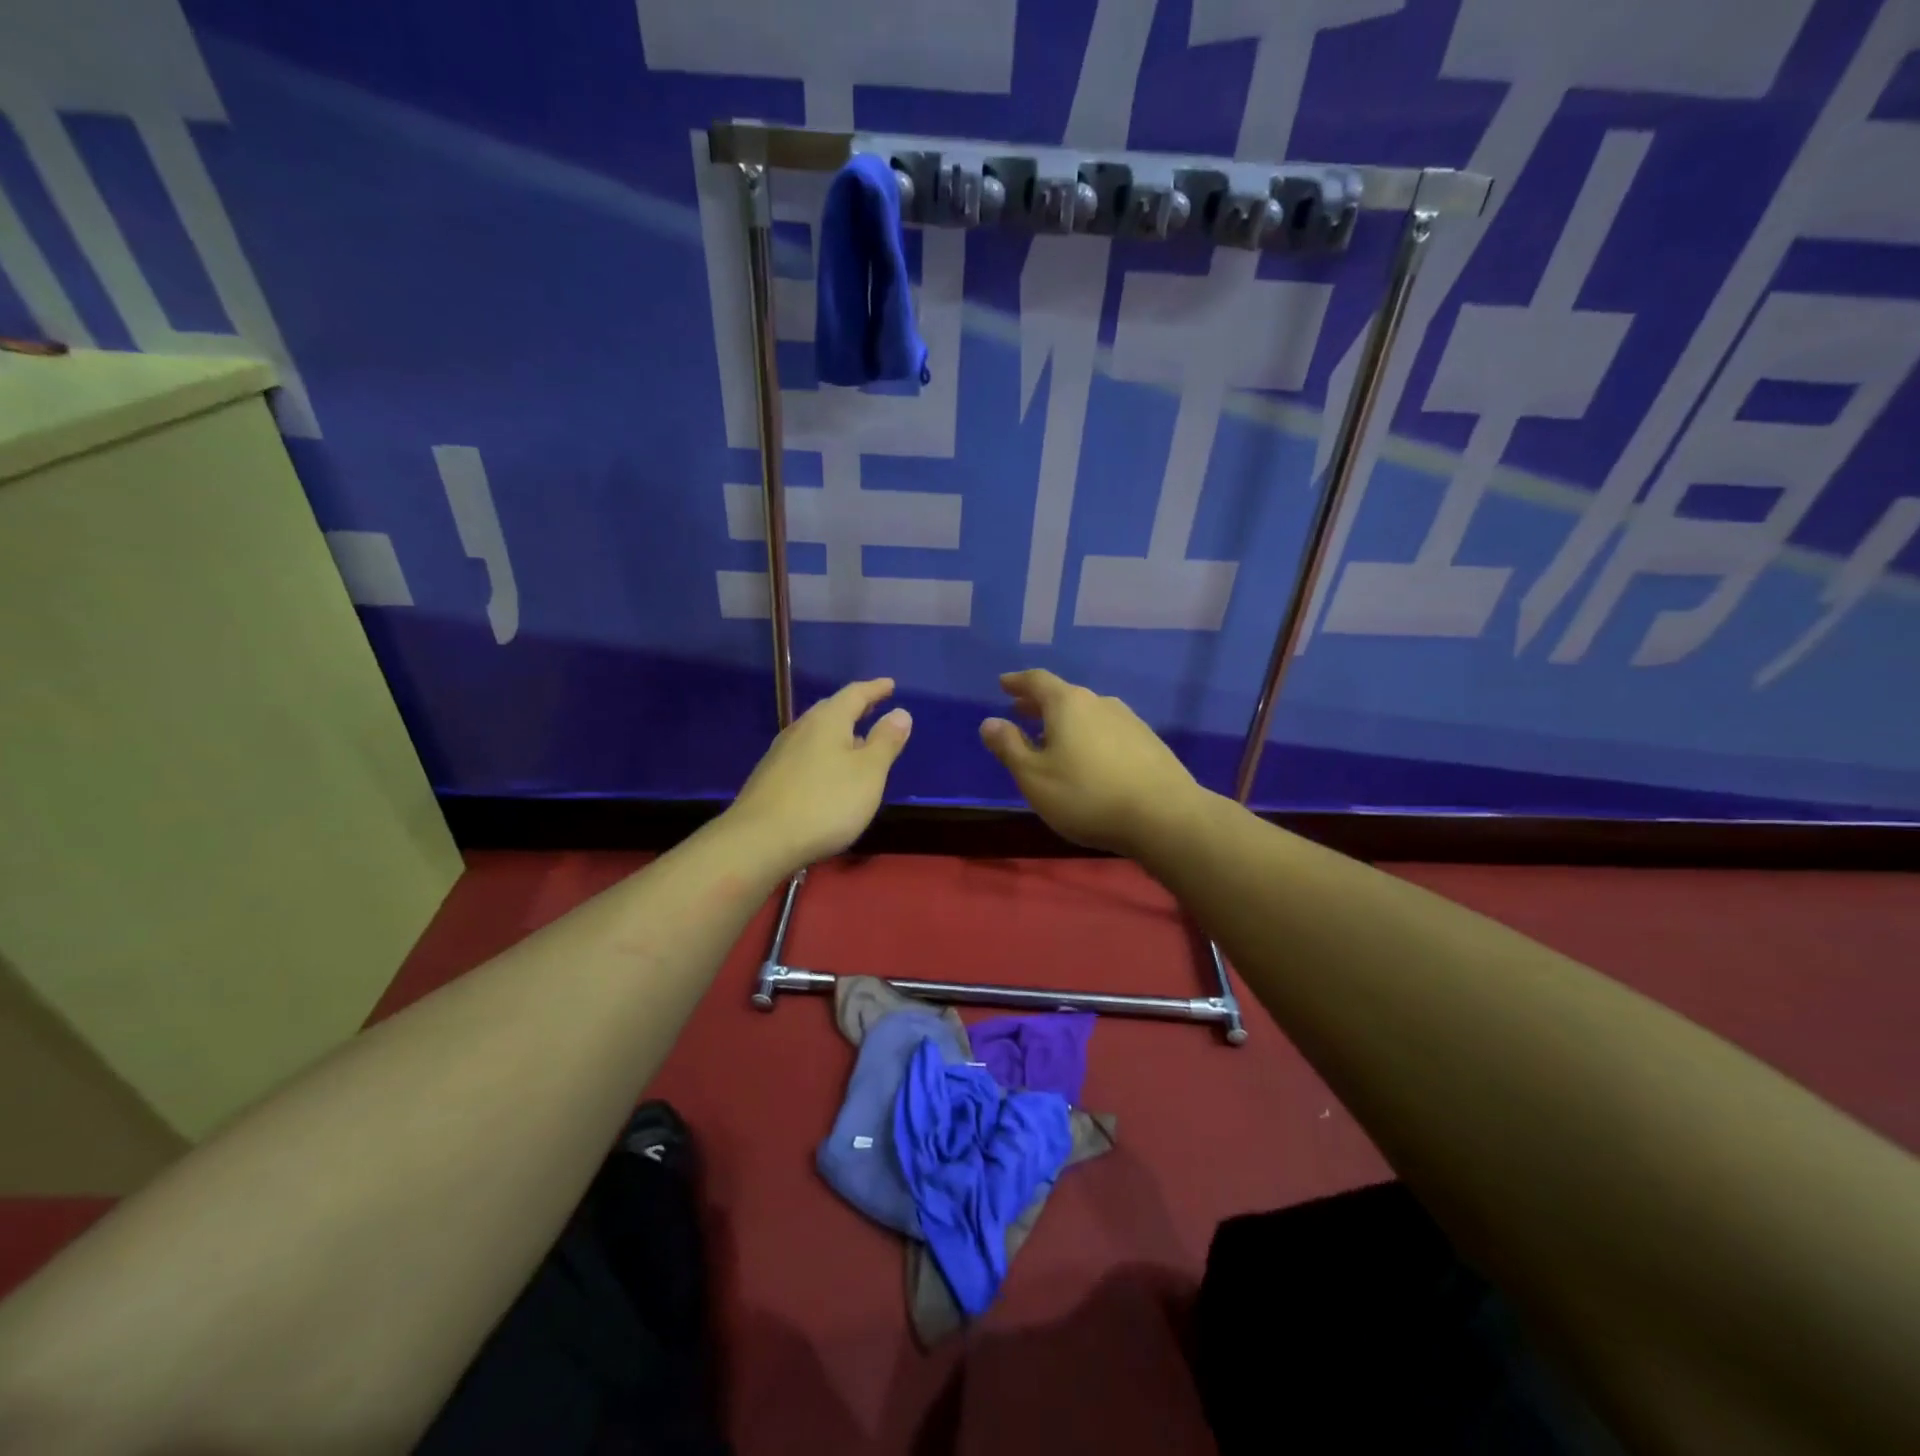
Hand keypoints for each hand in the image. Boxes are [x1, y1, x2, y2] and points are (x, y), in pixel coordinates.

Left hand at [728, 678, 911, 871]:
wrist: (759, 840)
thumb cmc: (825, 803)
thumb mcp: (869, 773)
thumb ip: (886, 742)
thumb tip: (900, 712)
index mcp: (828, 721)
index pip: (855, 694)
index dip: (875, 689)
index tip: (890, 685)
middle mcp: (801, 729)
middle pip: (831, 710)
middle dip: (854, 708)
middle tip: (873, 706)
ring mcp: (781, 753)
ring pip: (816, 733)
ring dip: (838, 732)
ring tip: (855, 739)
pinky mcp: (770, 777)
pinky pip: (804, 753)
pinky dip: (823, 753)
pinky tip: (827, 771)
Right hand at [979, 669, 1201, 856]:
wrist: (1165, 816)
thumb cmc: (1087, 795)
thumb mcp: (1035, 777)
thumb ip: (1009, 747)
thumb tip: (989, 722)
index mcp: (1068, 704)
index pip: (1037, 681)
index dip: (1017, 682)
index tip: (1003, 683)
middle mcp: (1100, 702)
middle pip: (1064, 695)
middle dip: (1039, 703)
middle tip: (1020, 710)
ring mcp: (1129, 721)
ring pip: (1088, 713)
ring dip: (1066, 721)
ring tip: (1052, 738)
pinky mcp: (1149, 743)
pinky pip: (1107, 730)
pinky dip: (1089, 736)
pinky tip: (1089, 758)